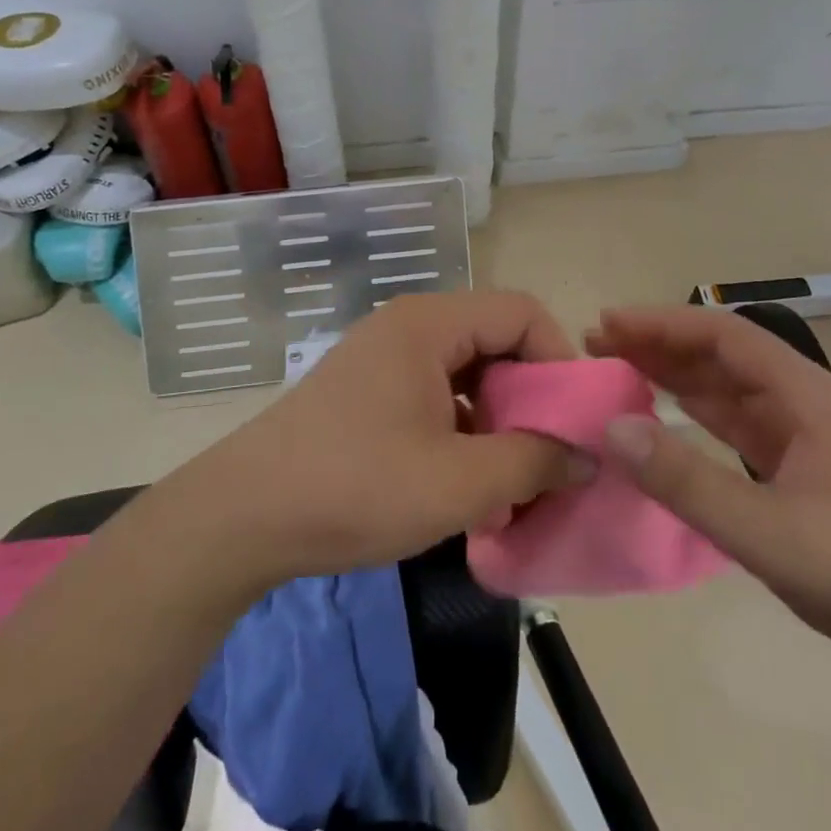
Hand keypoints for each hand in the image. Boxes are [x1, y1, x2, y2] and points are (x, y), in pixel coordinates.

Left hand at [173, 291, 593, 589]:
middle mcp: (409, 326)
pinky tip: (468, 482)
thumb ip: (533, 463)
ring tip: (513, 478)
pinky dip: (465, 430)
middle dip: (532, 396)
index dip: (560, 360)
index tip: (576, 421)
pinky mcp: (370, 391)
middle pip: (496, 339)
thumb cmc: (355, 487)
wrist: (242, 518)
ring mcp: (386, 358)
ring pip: (469, 372)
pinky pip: (438, 394)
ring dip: (499, 419)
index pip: (522, 312)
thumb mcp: (458, 483)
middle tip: (551, 455)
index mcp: (430, 323)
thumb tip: (587, 458)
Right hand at [586, 306, 830, 699]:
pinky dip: (698, 418)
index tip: (608, 324)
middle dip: (661, 345)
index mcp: (807, 395)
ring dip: (677, 378)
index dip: (661, 324)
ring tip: (622, 371)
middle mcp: (806, 404)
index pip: (723, 335)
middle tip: (601, 346)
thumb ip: (685, 481)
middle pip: (723, 357)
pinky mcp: (803, 476)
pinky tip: (668, 421)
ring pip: (729, 391)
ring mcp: (807, 441)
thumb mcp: (767, 531)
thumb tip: (611, 427)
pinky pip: (738, 428)